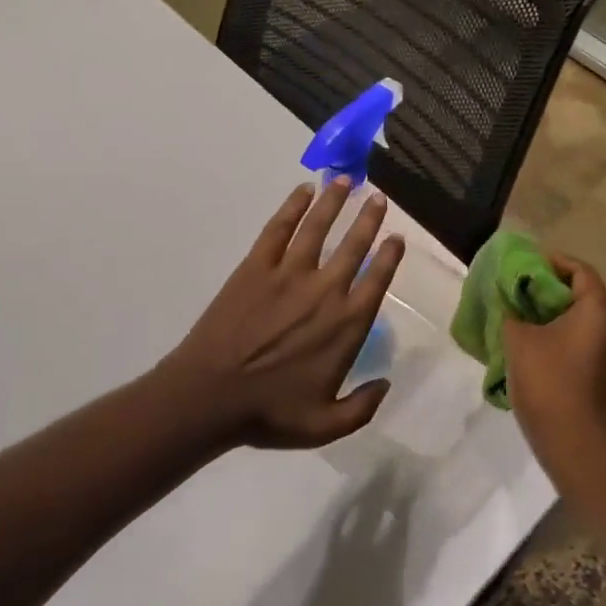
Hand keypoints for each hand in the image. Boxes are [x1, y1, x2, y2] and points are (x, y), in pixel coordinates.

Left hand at [158, 179, 404, 449]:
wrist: (208, 397)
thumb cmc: (268, 413)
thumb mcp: (325, 425)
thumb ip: (362, 408)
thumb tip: (385, 385)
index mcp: (346, 324)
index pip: (377, 280)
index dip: (389, 256)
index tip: (397, 238)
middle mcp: (325, 290)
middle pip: (354, 245)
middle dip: (369, 218)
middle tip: (378, 198)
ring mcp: (289, 273)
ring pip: (318, 227)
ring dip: (334, 201)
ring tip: (344, 180)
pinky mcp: (256, 267)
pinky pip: (279, 229)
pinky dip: (292, 207)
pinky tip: (303, 191)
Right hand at [504, 255, 605, 478]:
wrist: (572, 442)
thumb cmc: (548, 380)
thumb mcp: (519, 339)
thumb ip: (511, 312)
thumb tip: (508, 302)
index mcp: (596, 312)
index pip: (581, 271)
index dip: (556, 261)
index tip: (528, 264)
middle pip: (581, 294)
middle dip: (549, 289)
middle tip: (518, 288)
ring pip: (579, 320)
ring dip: (550, 314)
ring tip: (519, 315)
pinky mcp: (599, 375)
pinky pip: (578, 342)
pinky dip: (556, 335)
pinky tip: (529, 344)